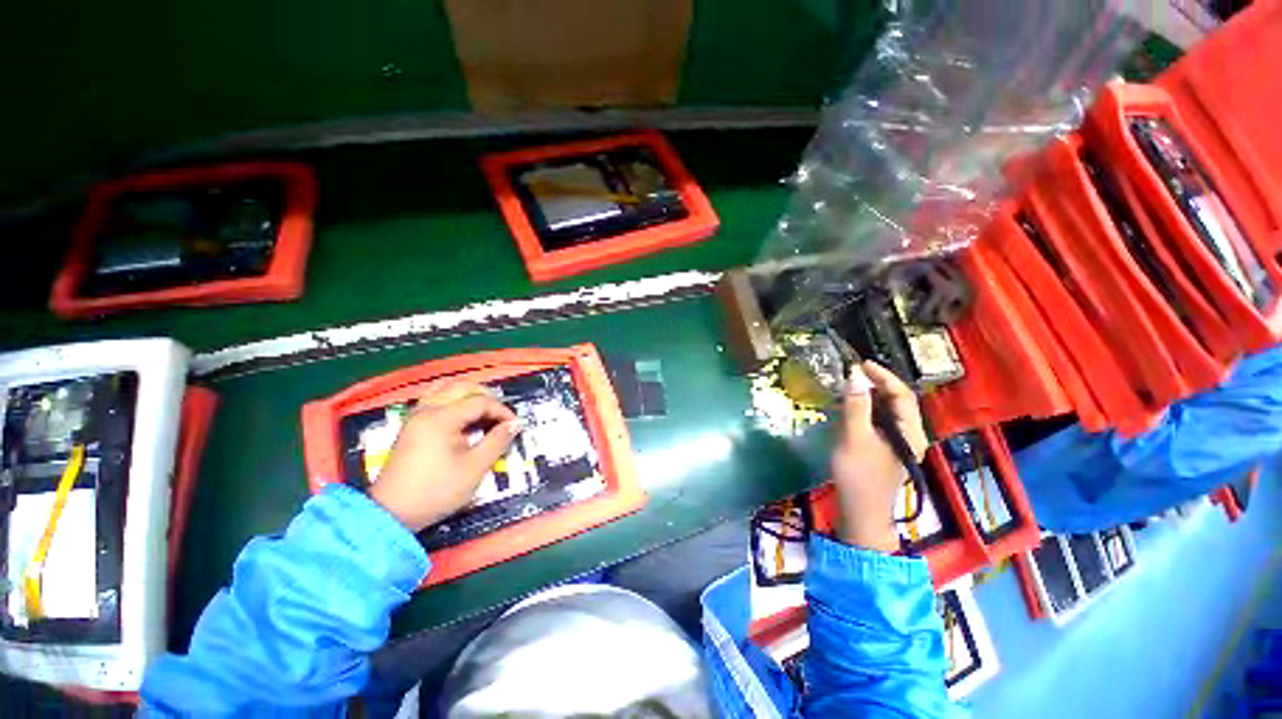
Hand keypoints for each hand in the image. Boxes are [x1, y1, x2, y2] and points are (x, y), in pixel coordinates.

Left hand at [368, 383, 520, 531]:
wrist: (392, 514)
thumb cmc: (436, 490)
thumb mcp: (474, 468)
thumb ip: (497, 441)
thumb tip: (515, 424)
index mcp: (441, 418)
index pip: (480, 401)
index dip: (502, 411)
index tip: (514, 426)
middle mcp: (427, 410)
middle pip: (463, 388)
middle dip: (487, 398)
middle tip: (501, 417)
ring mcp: (416, 416)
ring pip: (447, 389)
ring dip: (470, 396)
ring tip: (484, 413)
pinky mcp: (411, 426)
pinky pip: (435, 399)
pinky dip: (453, 401)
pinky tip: (463, 417)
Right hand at [831, 361, 928, 552]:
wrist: (860, 513)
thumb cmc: (859, 475)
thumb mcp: (855, 438)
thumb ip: (856, 406)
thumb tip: (855, 376)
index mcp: (910, 432)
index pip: (902, 395)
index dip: (884, 376)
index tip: (862, 364)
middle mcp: (909, 435)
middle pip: (897, 401)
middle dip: (877, 384)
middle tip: (853, 372)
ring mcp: (897, 443)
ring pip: (887, 411)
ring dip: (870, 396)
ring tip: (849, 385)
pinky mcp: (884, 449)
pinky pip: (878, 421)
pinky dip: (865, 409)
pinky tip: (850, 407)